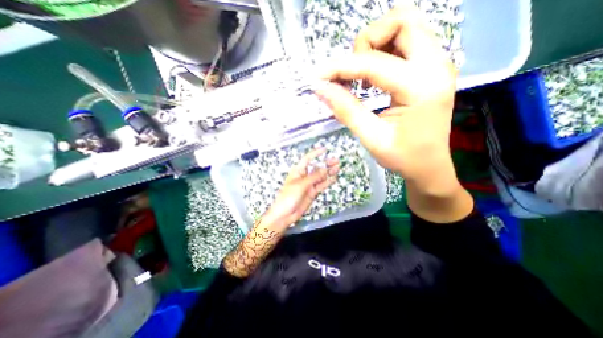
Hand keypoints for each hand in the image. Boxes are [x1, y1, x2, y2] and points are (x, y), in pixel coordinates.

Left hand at [263, 147, 340, 228]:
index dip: (315, 153)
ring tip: (337, 168)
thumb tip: (324, 169)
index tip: (324, 149)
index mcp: (298, 171)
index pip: (307, 159)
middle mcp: (304, 176)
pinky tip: (334, 178)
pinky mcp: (312, 192)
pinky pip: (321, 185)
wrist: (285, 213)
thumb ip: (314, 177)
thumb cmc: (288, 196)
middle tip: (336, 161)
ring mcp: (309, 185)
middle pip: (316, 168)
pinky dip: (328, 182)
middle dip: (326, 164)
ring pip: (321, 176)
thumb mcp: (301, 184)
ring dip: (329, 172)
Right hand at [317, 2, 454, 194]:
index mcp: (421, 87)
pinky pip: (408, 41)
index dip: (340, 67)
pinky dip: (385, 51)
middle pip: (400, 22)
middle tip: (353, 75)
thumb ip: (346, 110)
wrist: (429, 166)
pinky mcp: (433, 68)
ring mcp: (438, 64)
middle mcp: (436, 65)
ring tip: (363, 77)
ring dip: (376, 44)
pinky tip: (375, 77)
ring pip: (405, 26)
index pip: (373, 63)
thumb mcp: (371, 137)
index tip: (319, 77)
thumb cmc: (403, 157)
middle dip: (366, 43)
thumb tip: (321, 88)